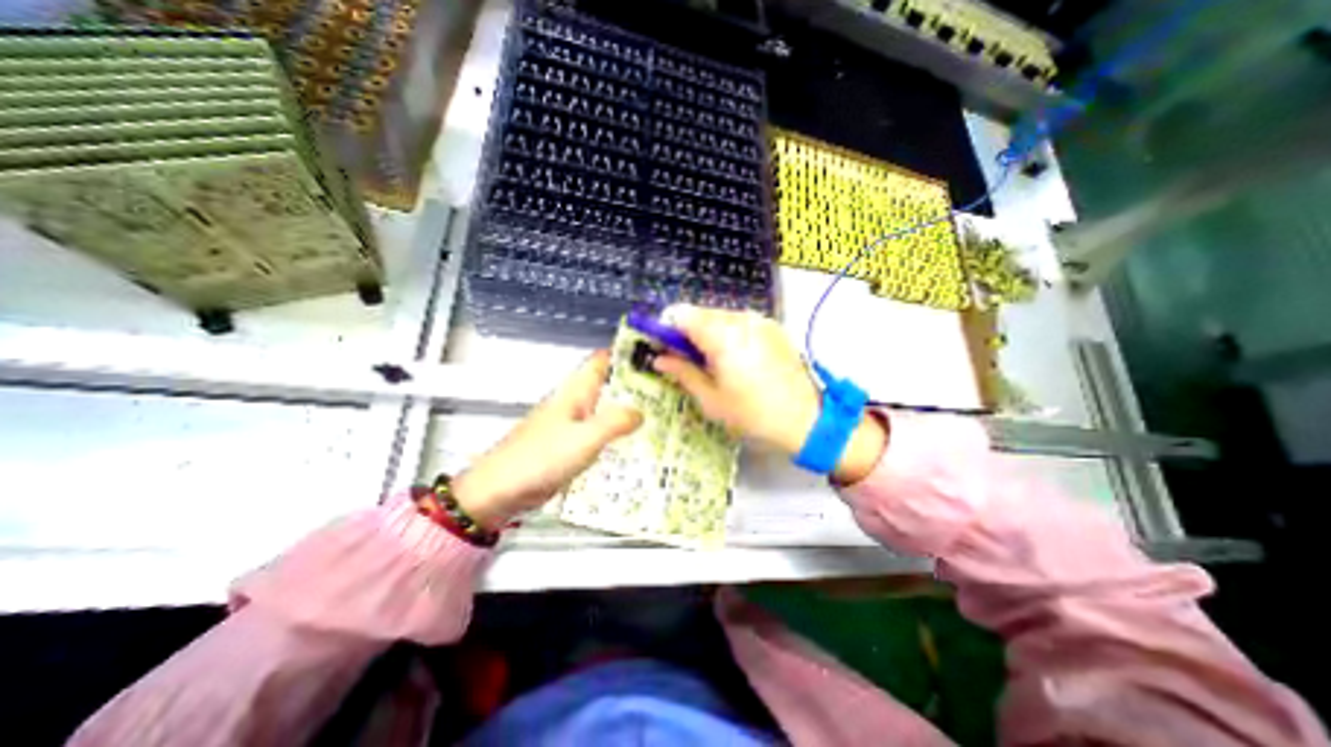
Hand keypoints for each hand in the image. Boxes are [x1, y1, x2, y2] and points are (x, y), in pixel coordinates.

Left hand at [450, 351, 640, 530]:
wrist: (501, 491)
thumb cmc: (540, 459)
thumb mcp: (583, 438)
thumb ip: (614, 423)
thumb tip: (641, 412)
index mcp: (575, 392)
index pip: (602, 361)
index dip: (625, 354)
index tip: (654, 355)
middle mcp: (574, 403)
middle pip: (608, 384)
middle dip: (634, 384)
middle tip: (666, 389)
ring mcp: (571, 424)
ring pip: (605, 408)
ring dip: (627, 408)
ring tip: (659, 414)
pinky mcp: (569, 445)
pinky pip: (599, 432)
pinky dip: (616, 432)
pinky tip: (633, 443)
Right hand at [653, 304, 887, 485]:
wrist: (805, 419)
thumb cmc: (752, 414)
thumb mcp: (710, 399)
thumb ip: (682, 372)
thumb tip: (658, 359)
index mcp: (722, 336)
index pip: (680, 314)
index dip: (666, 328)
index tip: (663, 349)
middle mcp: (741, 319)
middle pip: (700, 313)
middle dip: (687, 332)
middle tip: (687, 361)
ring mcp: (760, 321)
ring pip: (720, 316)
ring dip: (708, 333)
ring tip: (714, 363)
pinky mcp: (773, 327)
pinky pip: (740, 322)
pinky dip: (729, 334)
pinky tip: (737, 359)